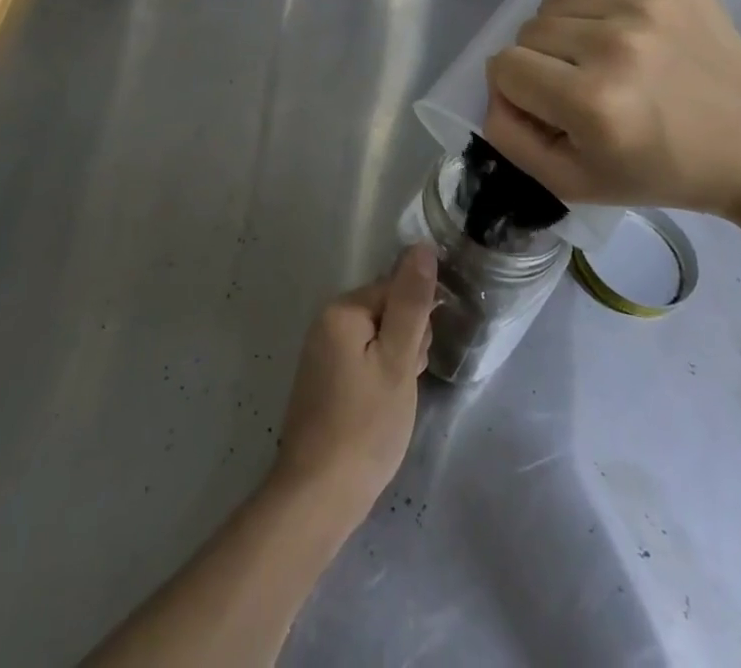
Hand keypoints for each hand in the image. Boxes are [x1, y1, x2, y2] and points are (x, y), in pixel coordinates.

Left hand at [273, 246, 436, 523]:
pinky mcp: (324, 377)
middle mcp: (327, 320)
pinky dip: (379, 379)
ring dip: (395, 364)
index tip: (416, 361)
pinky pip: (363, 360)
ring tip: (392, 403)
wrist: (319, 494)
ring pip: (379, 339)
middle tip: (402, 385)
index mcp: (342, 309)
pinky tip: (380, 410)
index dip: (417, 324)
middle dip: (406, 344)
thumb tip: (422, 246)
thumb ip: (411, 302)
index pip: (396, 290)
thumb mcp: (398, 362)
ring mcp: (322, 350)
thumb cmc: (365, 425)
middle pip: (387, 312)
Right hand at [482, 0, 740, 217]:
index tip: (551, 105)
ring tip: (609, 55)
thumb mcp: (572, 182)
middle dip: (543, 60)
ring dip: (569, 29)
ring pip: (556, 1)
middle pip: (528, 29)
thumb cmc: (657, 169)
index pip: (504, 65)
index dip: (518, 88)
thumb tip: (494, 88)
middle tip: (583, 83)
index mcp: (591, 102)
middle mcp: (614, 44)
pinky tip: (621, 19)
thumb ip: (510, 138)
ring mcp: (644, 3)